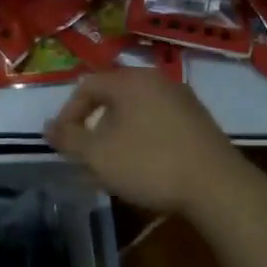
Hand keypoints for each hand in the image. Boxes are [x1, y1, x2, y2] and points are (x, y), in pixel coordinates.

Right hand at [44, 69, 246, 212]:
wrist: (218, 187)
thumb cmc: (149, 164)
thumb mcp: (98, 155)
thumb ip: (68, 138)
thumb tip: (48, 127)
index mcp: (130, 80)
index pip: (86, 86)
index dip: (68, 114)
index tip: (64, 143)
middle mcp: (156, 80)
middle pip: (112, 96)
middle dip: (94, 126)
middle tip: (87, 155)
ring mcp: (182, 99)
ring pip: (136, 110)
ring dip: (118, 134)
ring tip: (113, 164)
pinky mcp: (200, 121)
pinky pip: (159, 121)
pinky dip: (143, 138)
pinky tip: (145, 166)